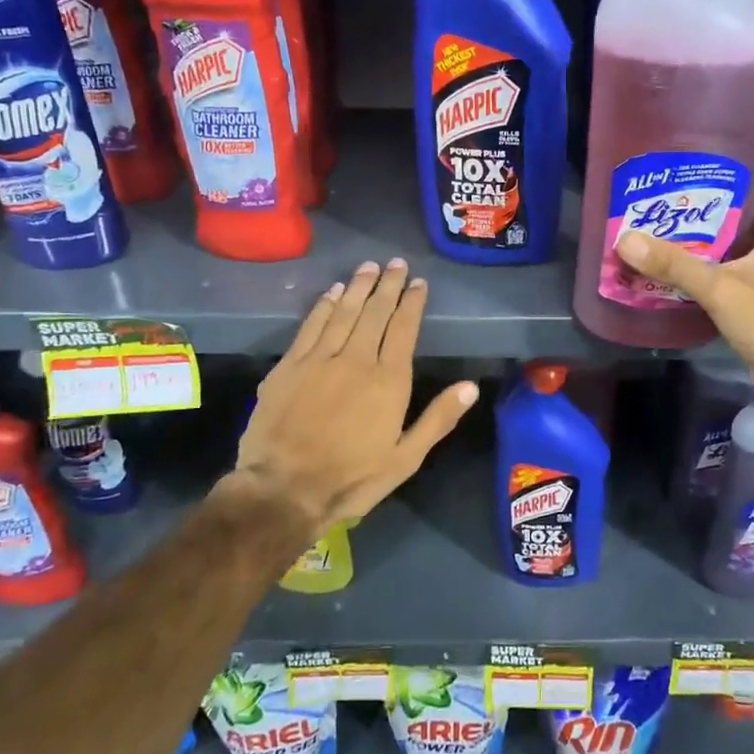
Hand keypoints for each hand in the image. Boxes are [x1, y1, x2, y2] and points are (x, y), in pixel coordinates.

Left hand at [235, 259, 477, 537]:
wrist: (283, 489)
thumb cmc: (351, 479)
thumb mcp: (405, 459)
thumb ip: (437, 419)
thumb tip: (470, 386)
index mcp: (388, 381)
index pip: (404, 329)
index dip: (412, 303)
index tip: (418, 283)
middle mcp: (356, 360)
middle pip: (374, 313)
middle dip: (388, 286)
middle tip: (396, 263)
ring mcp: (319, 360)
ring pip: (343, 312)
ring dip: (357, 287)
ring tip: (369, 267)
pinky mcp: (289, 366)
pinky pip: (311, 326)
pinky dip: (323, 305)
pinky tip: (331, 292)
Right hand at [613, 167, 753, 424]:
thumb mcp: (720, 288)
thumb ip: (674, 263)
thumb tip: (625, 240)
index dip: (732, 163)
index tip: (693, 160)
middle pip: (748, 206)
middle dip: (710, 201)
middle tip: (667, 194)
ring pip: (740, 239)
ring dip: (708, 235)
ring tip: (664, 223)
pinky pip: (737, 266)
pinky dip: (713, 262)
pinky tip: (678, 262)